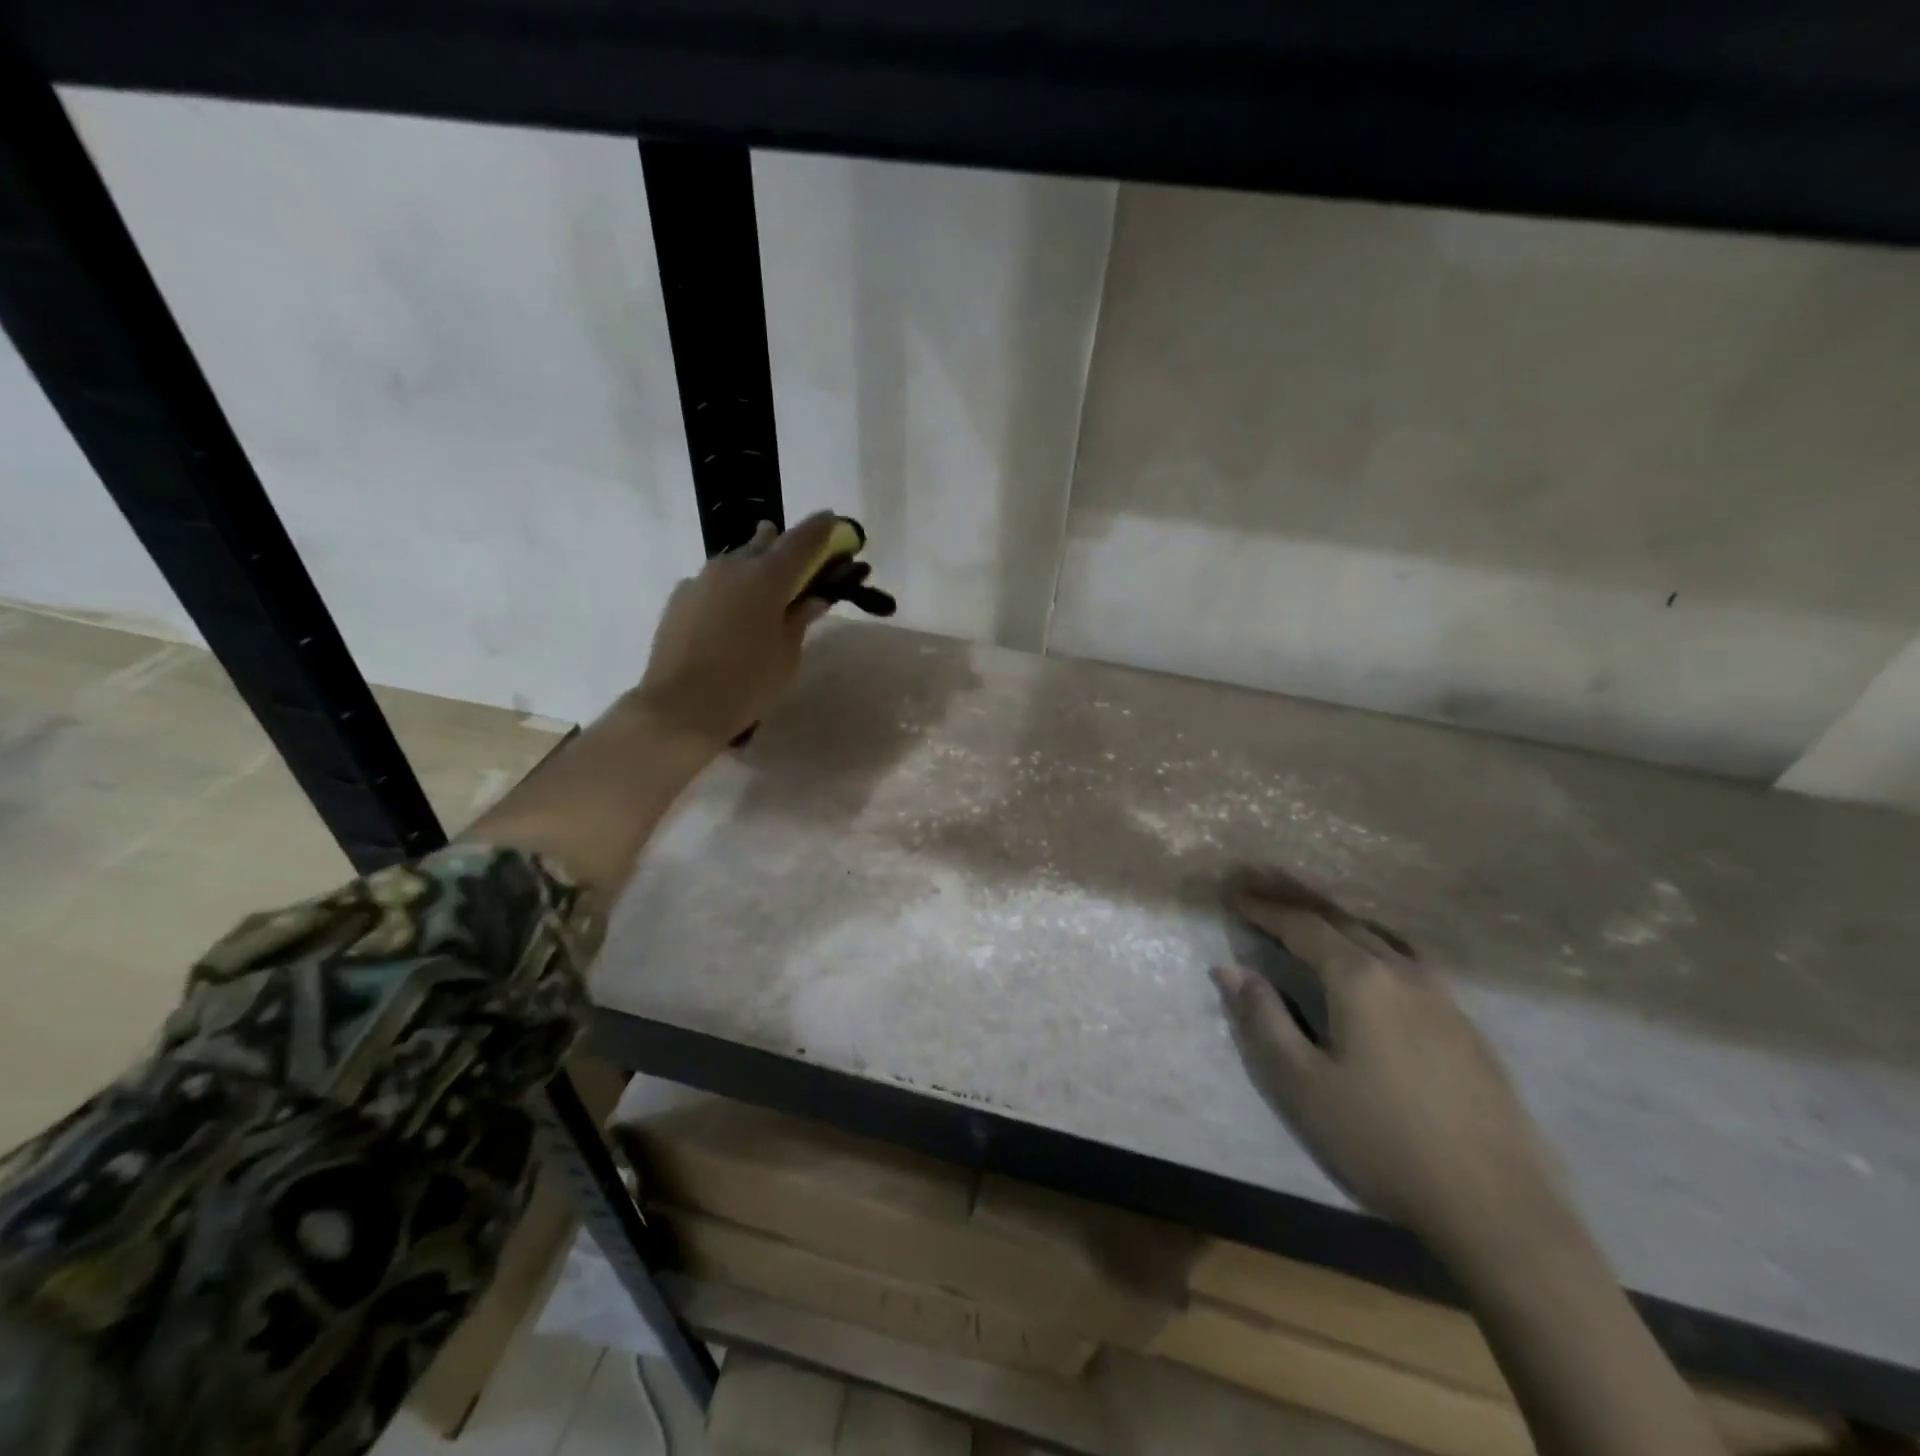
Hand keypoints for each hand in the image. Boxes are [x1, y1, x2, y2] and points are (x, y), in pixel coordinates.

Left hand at [635, 513, 840, 745]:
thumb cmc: (747, 683)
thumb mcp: (787, 654)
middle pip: (764, 543)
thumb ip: (800, 619)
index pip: (801, 540)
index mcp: (766, 577)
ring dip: (753, 568)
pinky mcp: (679, 598)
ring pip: (735, 562)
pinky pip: (712, 584)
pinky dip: (729, 590)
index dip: (821, 529)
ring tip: (764, 591)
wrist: (681, 706)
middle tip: (798, 562)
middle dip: (783, 546)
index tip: (833, 520)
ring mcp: (700, 579)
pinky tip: (731, 615)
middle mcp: (732, 567)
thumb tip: (813, 598)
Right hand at [1212, 894, 1562, 1256]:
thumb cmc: (1381, 1140)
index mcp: (1360, 979)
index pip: (1303, 926)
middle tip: (1263, 893)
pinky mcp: (1467, 1026)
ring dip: (1338, 925)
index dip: (1265, 909)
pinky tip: (1372, 966)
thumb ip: (1262, 1018)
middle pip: (1342, 923)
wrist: (1497, 1207)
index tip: (1235, 895)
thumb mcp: (1301, 1083)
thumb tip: (1230, 969)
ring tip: (1311, 923)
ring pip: (1380, 940)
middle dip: (1298, 906)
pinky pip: (1408, 963)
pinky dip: (1373, 947)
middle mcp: (1403, 973)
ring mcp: (1443, 997)